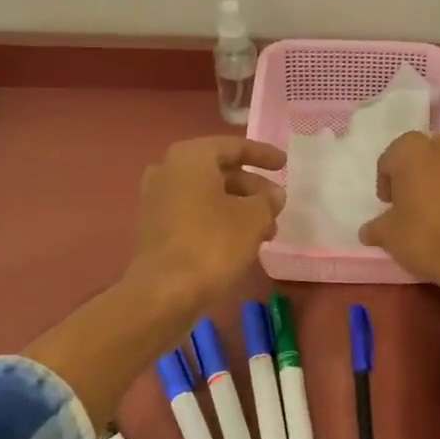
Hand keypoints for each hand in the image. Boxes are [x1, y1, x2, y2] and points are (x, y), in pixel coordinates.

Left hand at [128, 136, 287, 318]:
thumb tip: (273, 195)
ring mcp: (157, 201)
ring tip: (268, 230)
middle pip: (219, 171)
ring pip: (208, 196)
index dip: (262, 154)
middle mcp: (168, 171)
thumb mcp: (254, 217)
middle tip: (277, 203)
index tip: (283, 163)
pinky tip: (242, 241)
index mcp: (190, 157)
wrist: (164, 292)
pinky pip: (195, 214)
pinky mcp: (156, 229)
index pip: (233, 146)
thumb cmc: (212, 243)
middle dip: (252, 187)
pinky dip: (219, 221)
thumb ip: (267, 200)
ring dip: (239, 207)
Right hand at [358, 133, 439, 338]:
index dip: (387, 184)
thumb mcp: (391, 238)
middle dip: (416, 173)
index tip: (391, 207)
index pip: (389, 161)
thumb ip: (376, 228)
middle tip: (416, 203)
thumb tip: (368, 230)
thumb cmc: (429, 240)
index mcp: (409, 152)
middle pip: (421, 153)